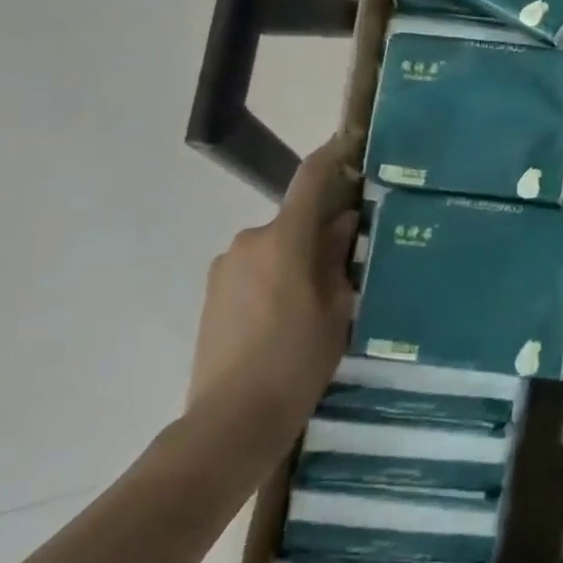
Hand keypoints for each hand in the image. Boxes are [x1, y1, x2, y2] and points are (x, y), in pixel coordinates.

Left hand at [189, 129, 362, 436]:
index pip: (310, 179)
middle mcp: (249, 241)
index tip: (350, 141)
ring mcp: (225, 267)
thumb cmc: (297, 360)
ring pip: (275, 247)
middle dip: (320, 232)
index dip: (332, 155)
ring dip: (296, 259)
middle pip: (294, 221)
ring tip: (317, 302)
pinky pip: (254, 269)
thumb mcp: (336, 307)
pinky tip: (287, 318)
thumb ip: (337, 256)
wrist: (230, 421)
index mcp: (284, 239)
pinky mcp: (212, 293)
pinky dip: (275, 278)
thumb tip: (341, 222)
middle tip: (348, 264)